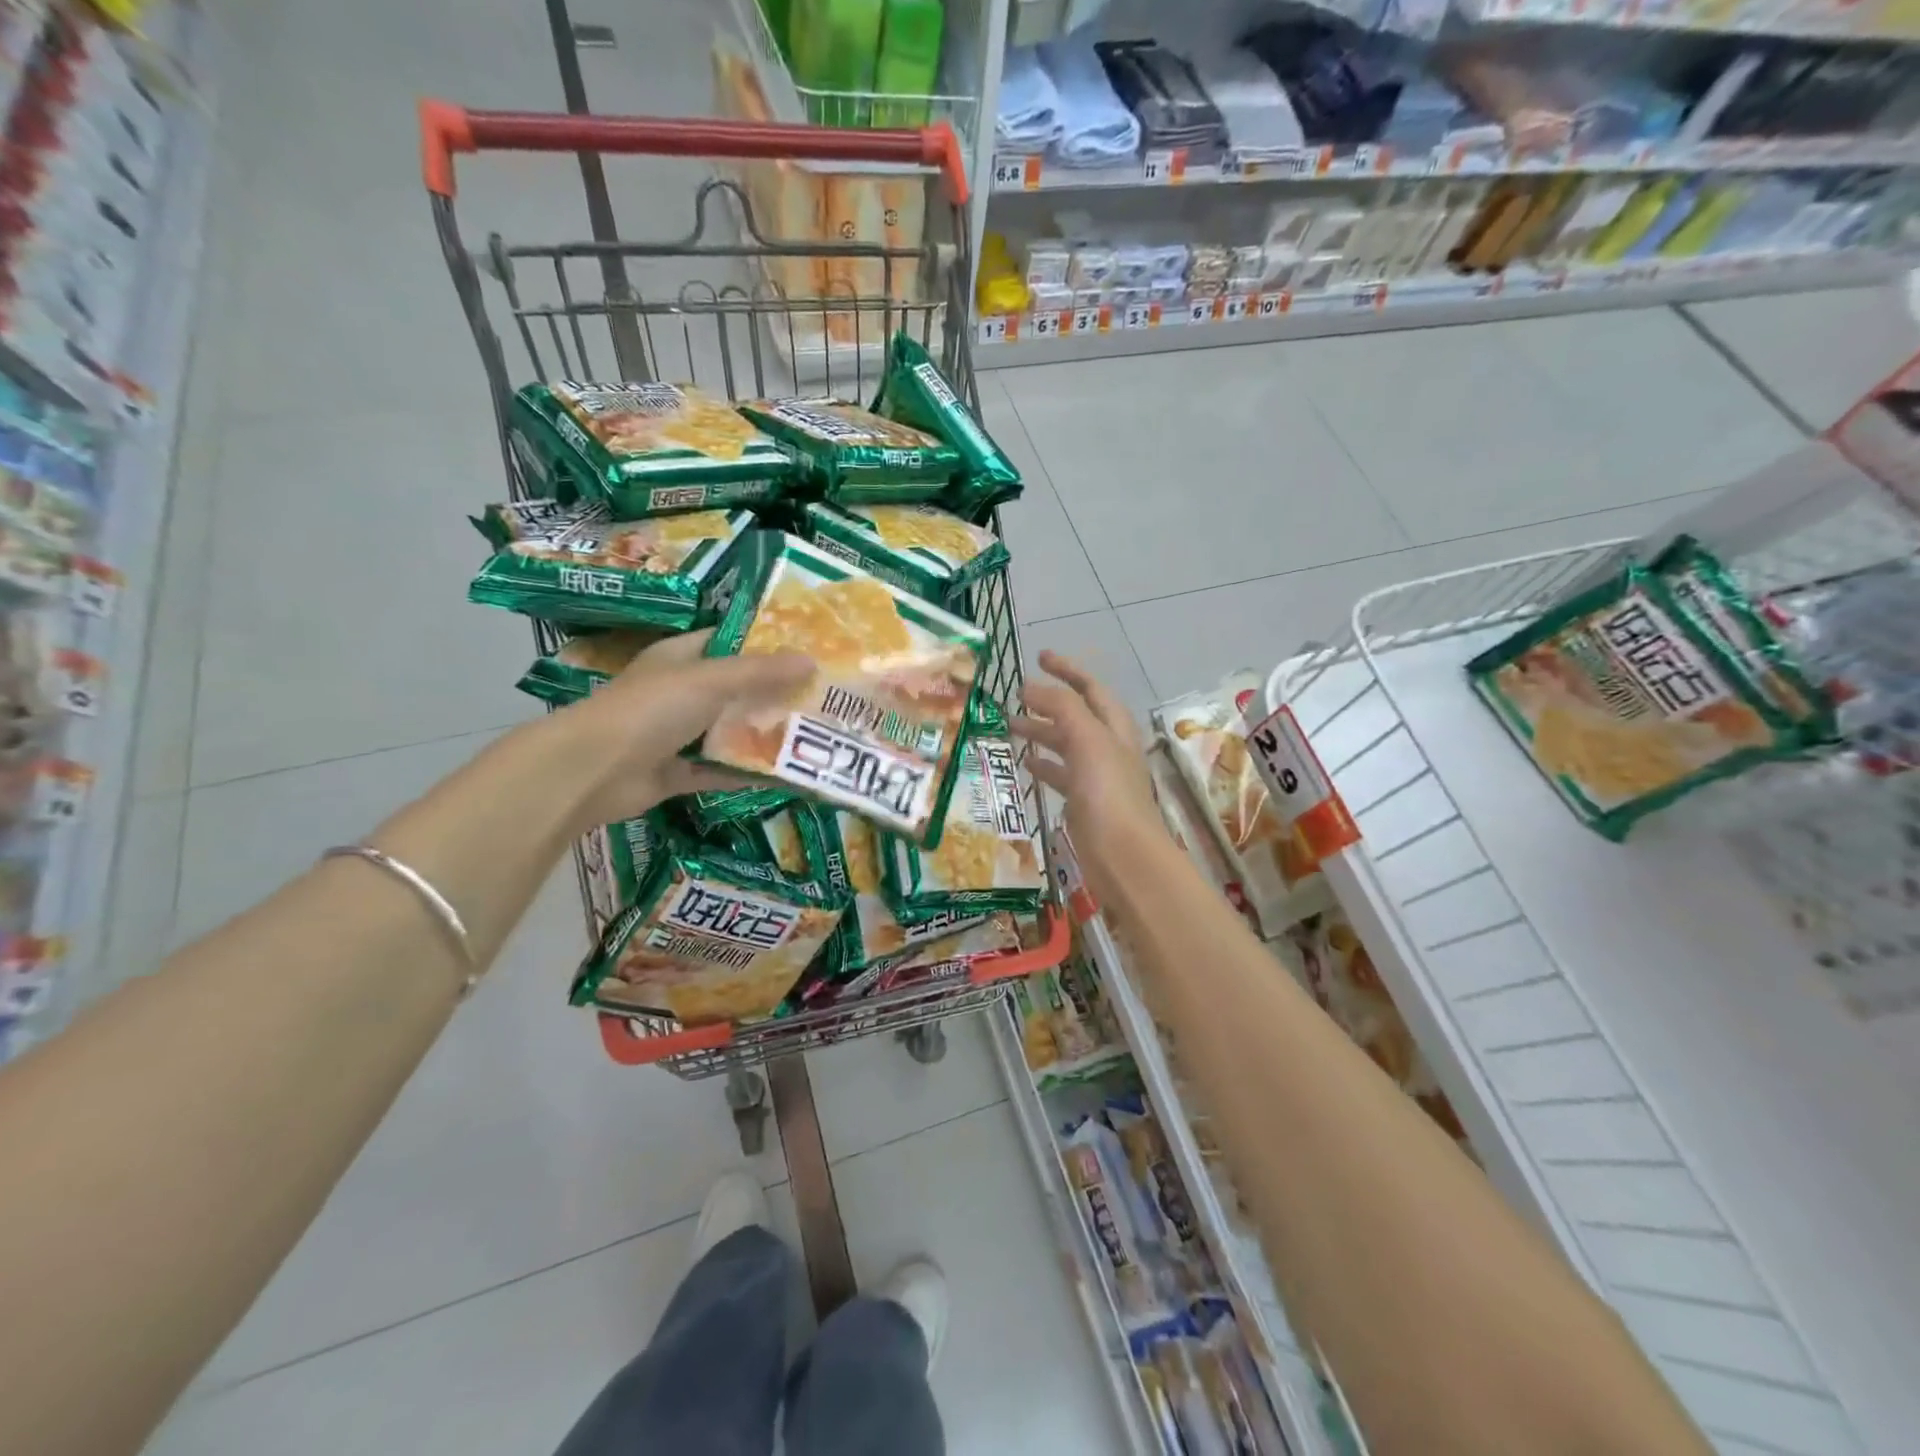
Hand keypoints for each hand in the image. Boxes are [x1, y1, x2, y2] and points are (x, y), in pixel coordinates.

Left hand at [555, 629, 812, 828]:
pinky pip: (719, 770)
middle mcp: (680, 692)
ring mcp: (676, 734)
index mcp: (681, 658)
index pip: (729, 641)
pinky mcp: (676, 773)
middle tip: (823, 696)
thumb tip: (811, 660)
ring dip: (764, 734)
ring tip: (813, 734)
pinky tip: (785, 774)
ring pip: (729, 731)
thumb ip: (760, 672)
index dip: (766, 643)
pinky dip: (746, 773)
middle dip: (775, 693)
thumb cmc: (650, 709)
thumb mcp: (709, 680)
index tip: (808, 649)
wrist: (592, 771)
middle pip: (736, 689)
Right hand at [1013, 651, 1164, 897]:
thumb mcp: (1087, 740)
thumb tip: (1031, 686)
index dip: (1067, 669)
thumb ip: (1062, 707)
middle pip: (1076, 715)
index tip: (1039, 657)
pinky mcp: (1084, 802)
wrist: (1123, 855)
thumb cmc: (1108, 792)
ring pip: (1065, 744)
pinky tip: (1025, 764)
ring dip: (1041, 732)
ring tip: (1009, 727)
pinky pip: (1061, 774)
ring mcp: (1097, 776)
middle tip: (1014, 696)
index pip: (1090, 688)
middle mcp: (1108, 747)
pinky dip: (1044, 765)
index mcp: (1114, 727)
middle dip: (1047, 702)